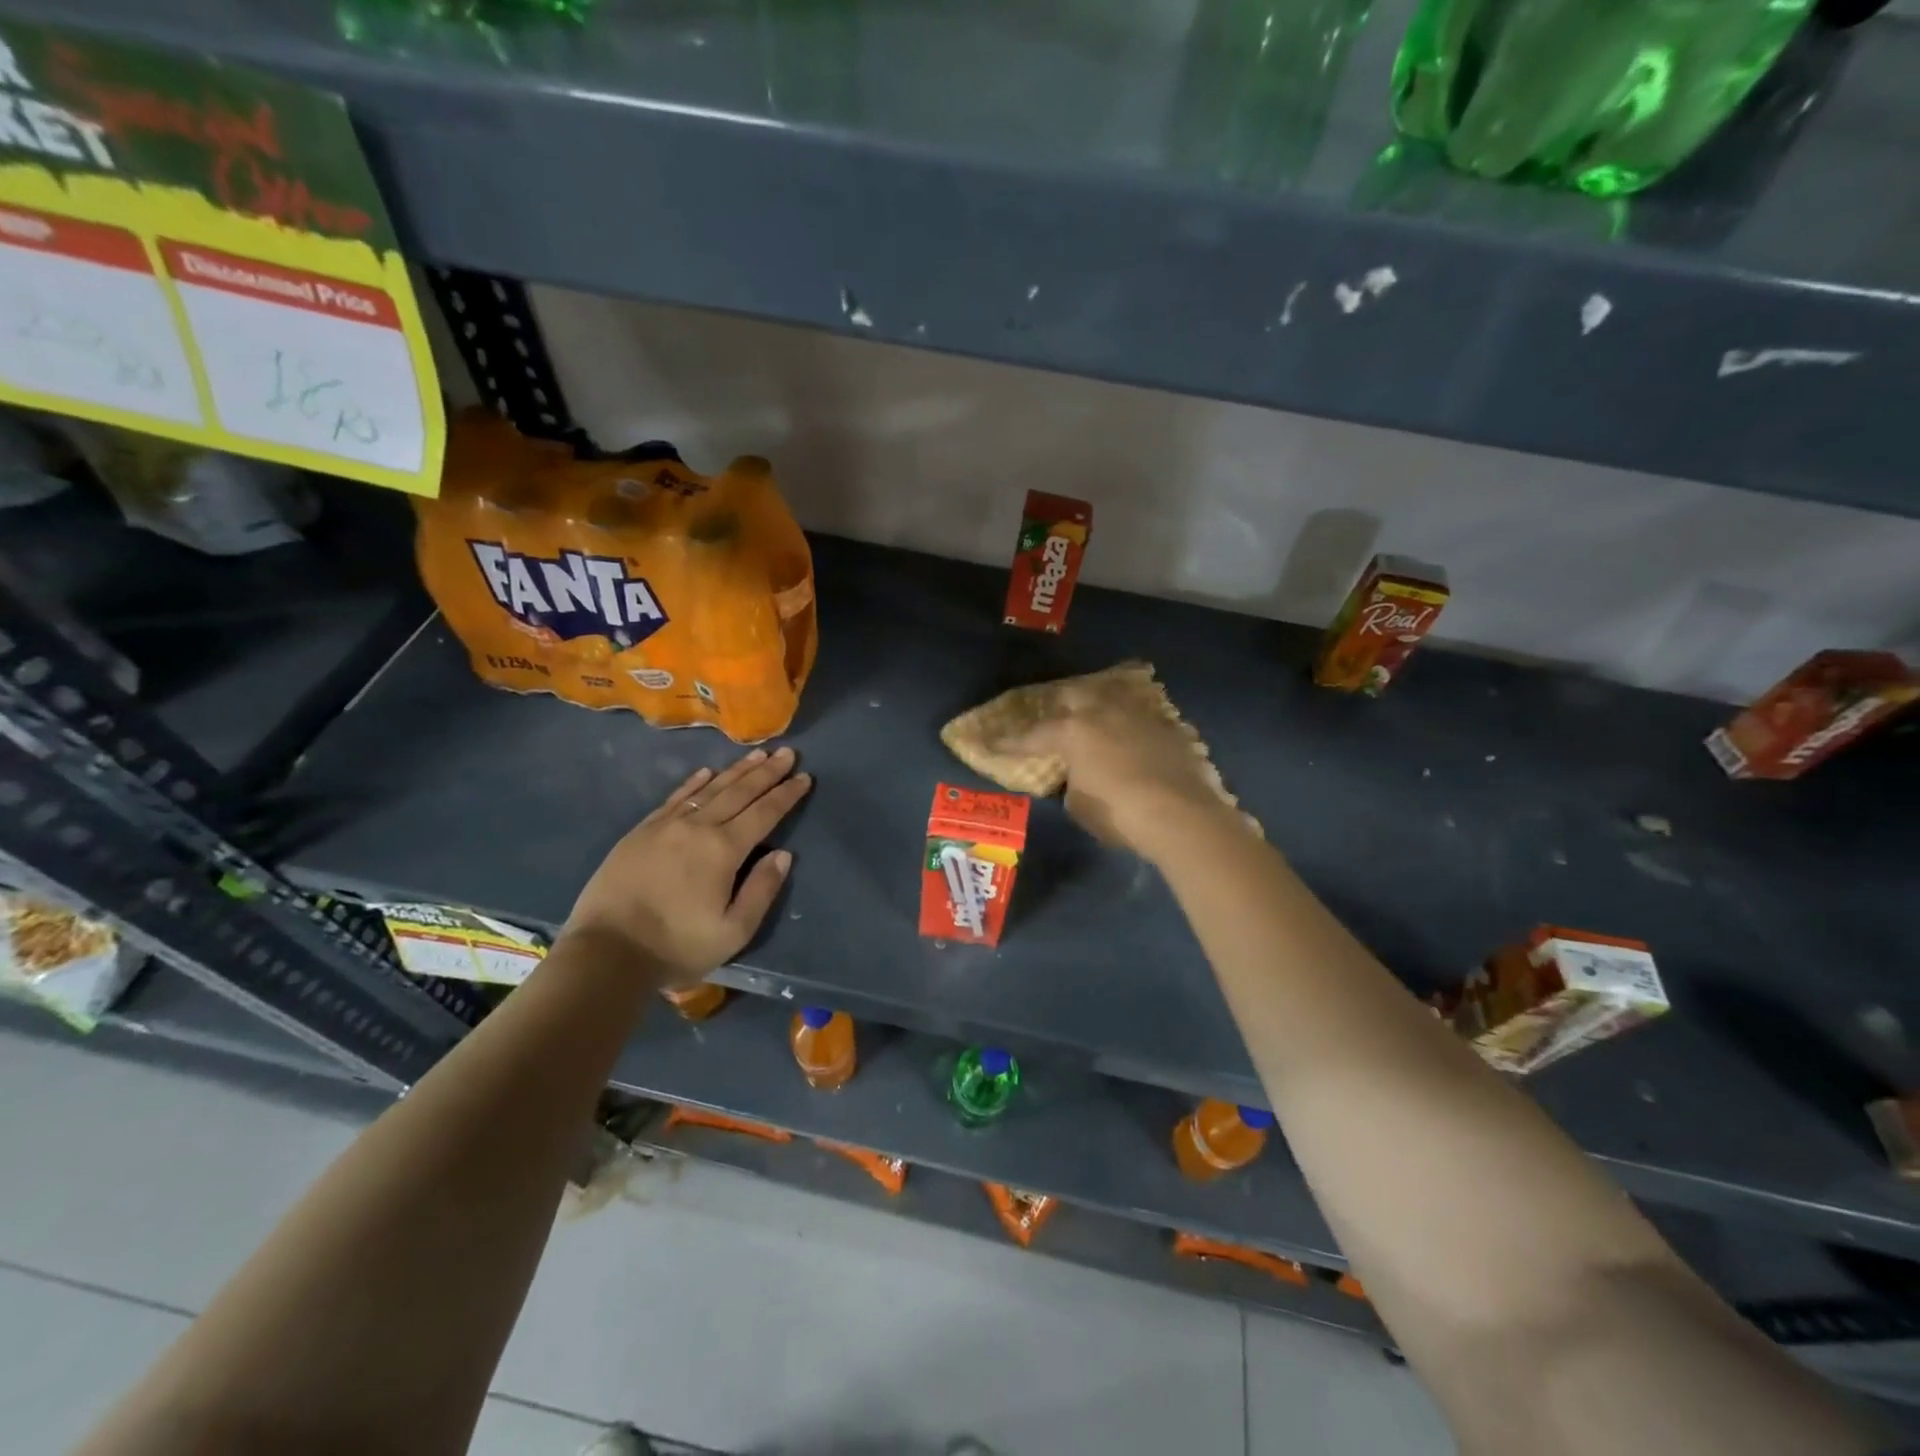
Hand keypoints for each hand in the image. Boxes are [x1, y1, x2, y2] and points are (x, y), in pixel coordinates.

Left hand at [559, 747, 811, 986]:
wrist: (606, 952)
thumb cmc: (676, 946)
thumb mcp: (733, 931)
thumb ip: (762, 890)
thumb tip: (783, 854)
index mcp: (724, 850)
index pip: (764, 813)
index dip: (786, 794)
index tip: (805, 777)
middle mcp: (698, 827)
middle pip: (740, 792)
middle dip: (767, 772)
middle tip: (787, 752)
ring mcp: (666, 825)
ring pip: (710, 789)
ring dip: (737, 770)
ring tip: (757, 754)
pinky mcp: (641, 831)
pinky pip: (675, 797)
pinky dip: (695, 783)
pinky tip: (707, 772)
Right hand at [1006, 671, 1245, 861]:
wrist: (1182, 816)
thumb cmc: (1120, 814)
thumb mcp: (1081, 805)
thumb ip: (1073, 783)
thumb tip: (1079, 776)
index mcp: (1073, 731)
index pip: (1033, 735)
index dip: (1010, 741)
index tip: (991, 741)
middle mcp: (1104, 712)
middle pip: (1073, 694)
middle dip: (1058, 704)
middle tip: (1052, 716)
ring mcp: (1139, 714)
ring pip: (1111, 695)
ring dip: (1097, 703)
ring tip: (1093, 714)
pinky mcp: (1168, 726)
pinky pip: (1140, 714)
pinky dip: (1129, 721)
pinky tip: (1131, 733)